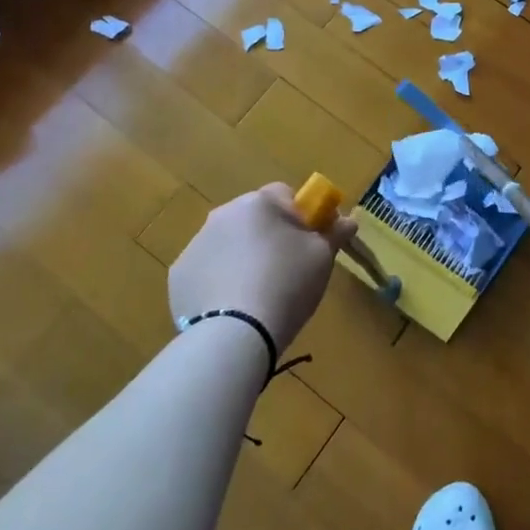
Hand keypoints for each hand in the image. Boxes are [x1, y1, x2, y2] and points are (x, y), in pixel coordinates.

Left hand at [169, 184, 355, 353]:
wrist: (235, 334)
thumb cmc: (287, 284)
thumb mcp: (323, 257)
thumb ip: (335, 233)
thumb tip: (349, 219)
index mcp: (258, 203)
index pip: (285, 195)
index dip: (301, 216)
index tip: (310, 242)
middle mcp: (222, 215)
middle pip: (254, 218)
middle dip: (269, 236)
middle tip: (287, 269)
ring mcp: (196, 245)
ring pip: (228, 243)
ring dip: (243, 257)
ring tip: (258, 293)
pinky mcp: (180, 276)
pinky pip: (208, 270)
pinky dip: (219, 281)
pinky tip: (233, 306)